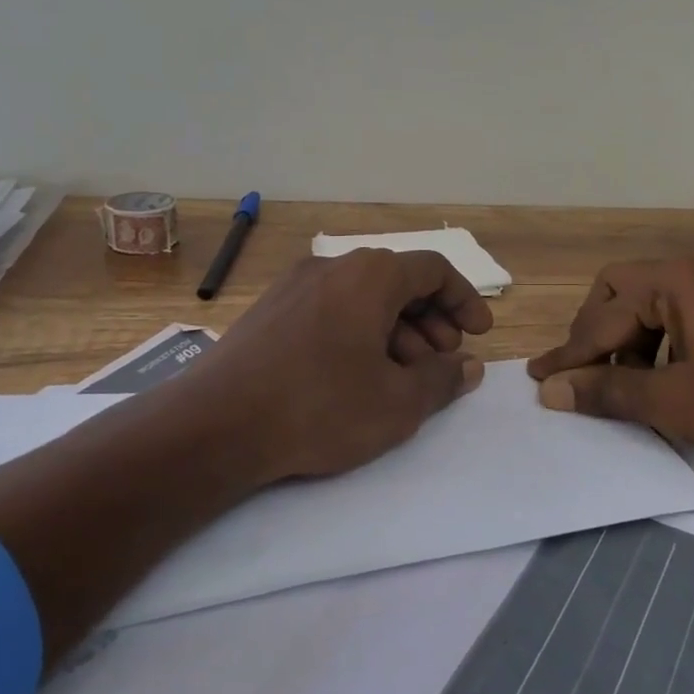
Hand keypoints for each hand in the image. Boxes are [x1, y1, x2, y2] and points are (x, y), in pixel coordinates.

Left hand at [133, 248, 492, 487]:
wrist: (214, 426)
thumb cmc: (321, 407)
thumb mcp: (398, 402)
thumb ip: (442, 379)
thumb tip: (468, 367)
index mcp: (370, 275)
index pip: (433, 269)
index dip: (464, 300)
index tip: (479, 334)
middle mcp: (332, 267)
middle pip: (398, 283)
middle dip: (431, 322)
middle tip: (442, 362)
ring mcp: (294, 288)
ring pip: (362, 300)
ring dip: (395, 333)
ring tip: (402, 378)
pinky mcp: (268, 313)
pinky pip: (330, 312)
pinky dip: (358, 335)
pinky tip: (355, 378)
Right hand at [526, 253, 693, 470]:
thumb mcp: (675, 402)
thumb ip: (608, 391)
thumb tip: (551, 391)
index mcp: (678, 279)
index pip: (605, 312)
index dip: (571, 351)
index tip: (541, 382)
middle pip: (621, 291)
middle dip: (595, 334)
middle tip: (579, 376)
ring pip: (650, 305)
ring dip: (625, 342)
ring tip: (617, 386)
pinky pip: (678, 318)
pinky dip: (656, 346)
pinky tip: (658, 381)